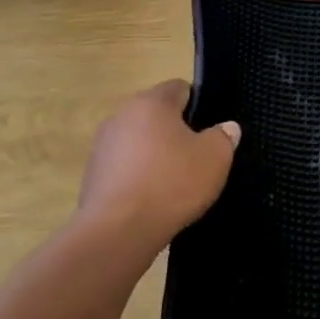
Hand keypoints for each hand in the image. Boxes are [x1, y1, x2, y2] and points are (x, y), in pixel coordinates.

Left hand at [74, 81, 238, 245]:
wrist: (118, 230)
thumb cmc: (172, 183)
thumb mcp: (215, 158)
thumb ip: (223, 137)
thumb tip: (226, 127)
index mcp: (151, 102)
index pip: (179, 88)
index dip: (199, 104)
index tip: (211, 129)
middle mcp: (121, 116)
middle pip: (157, 115)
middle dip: (177, 131)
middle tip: (198, 155)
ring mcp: (102, 146)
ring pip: (140, 141)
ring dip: (157, 154)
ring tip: (176, 181)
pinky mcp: (93, 175)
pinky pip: (126, 166)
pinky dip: (140, 176)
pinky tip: (154, 198)